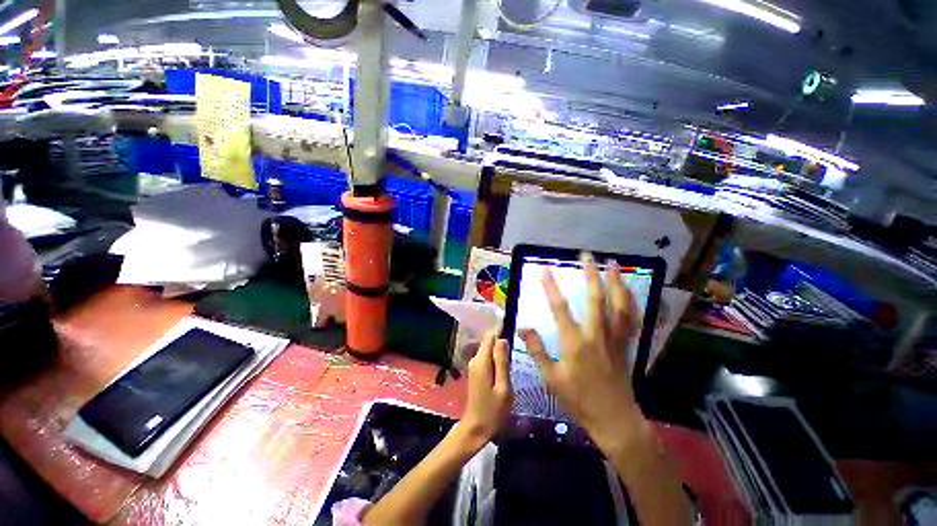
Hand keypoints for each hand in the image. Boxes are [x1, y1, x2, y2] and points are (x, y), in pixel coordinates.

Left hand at [457, 333, 511, 449]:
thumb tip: (502, 339)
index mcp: (481, 360)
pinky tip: (504, 373)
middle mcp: (475, 359)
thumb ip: (502, 361)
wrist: (476, 428)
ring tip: (511, 366)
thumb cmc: (493, 411)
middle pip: (489, 343)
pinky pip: (487, 359)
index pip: (490, 336)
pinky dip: (496, 362)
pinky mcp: (476, 372)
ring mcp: (474, 366)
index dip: (501, 334)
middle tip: (515, 358)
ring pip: (489, 351)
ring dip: (500, 355)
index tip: (514, 339)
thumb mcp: (503, 387)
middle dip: (502, 346)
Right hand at [521, 253, 642, 450]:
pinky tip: (629, 290)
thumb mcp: (551, 378)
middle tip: (587, 256)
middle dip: (591, 275)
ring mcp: (614, 338)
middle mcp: (596, 335)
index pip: (560, 309)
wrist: (614, 418)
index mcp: (574, 342)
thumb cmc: (578, 399)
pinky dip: (631, 301)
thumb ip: (537, 350)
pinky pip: (631, 318)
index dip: (551, 287)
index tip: (545, 270)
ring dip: (616, 282)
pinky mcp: (625, 344)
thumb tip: (524, 327)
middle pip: (596, 299)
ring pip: (619, 304)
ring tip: (613, 264)